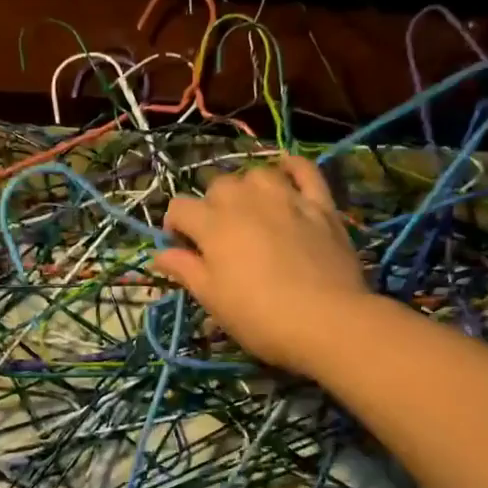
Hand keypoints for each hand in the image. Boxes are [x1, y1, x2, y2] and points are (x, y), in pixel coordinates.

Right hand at [153, 156, 371, 379]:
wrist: (327, 321)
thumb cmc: (260, 317)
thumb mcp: (213, 300)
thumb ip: (185, 270)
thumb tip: (160, 254)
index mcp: (214, 226)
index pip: (180, 208)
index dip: (175, 226)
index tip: (182, 249)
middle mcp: (247, 201)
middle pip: (217, 185)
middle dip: (210, 206)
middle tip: (218, 237)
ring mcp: (286, 199)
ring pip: (257, 174)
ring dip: (247, 188)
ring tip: (250, 211)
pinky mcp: (320, 205)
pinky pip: (305, 170)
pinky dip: (292, 166)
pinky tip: (285, 171)